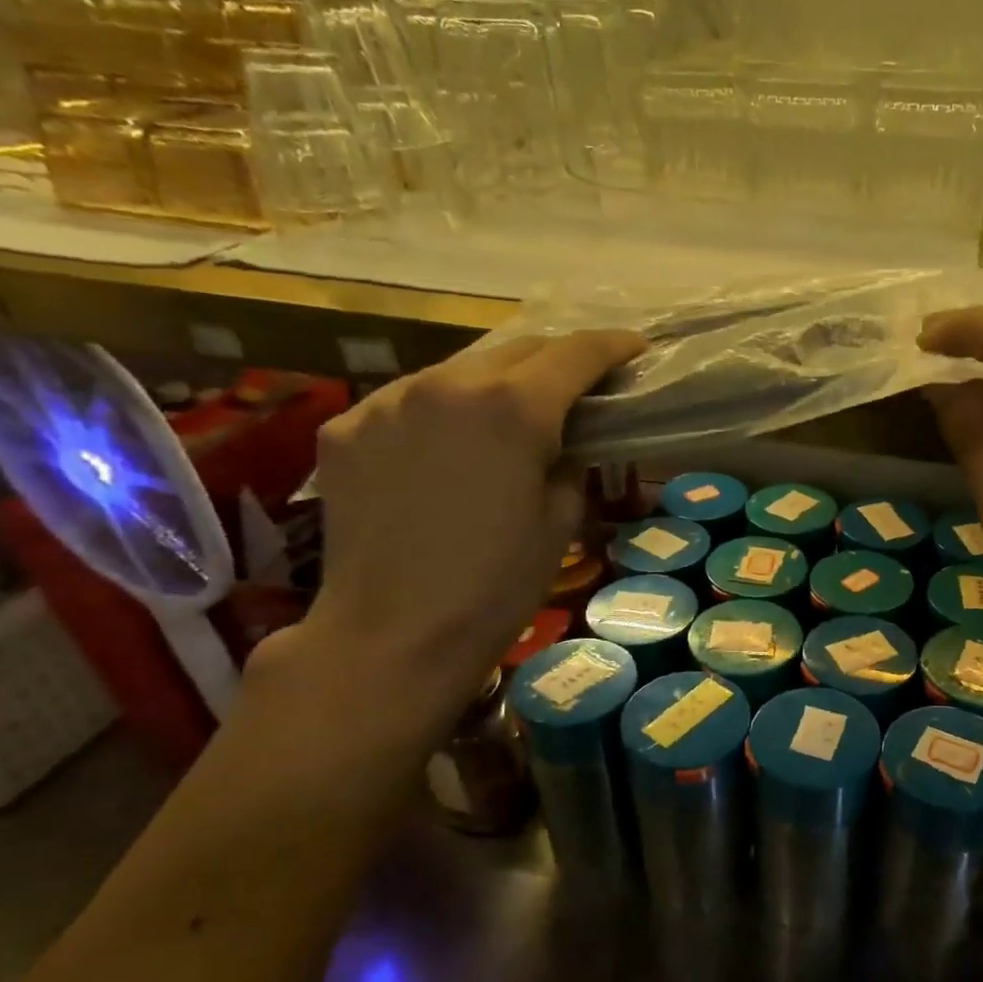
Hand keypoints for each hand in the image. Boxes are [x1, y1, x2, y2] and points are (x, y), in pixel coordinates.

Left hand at [284, 330, 643, 733]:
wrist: (392, 636)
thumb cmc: (496, 587)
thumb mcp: (561, 522)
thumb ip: (571, 461)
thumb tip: (566, 440)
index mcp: (513, 408)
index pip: (576, 353)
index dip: (613, 345)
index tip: (635, 348)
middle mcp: (448, 384)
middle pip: (517, 348)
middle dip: (556, 361)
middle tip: (579, 387)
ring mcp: (387, 401)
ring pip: (459, 369)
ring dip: (496, 383)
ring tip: (509, 418)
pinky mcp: (347, 427)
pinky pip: (408, 400)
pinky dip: (441, 411)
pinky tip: (446, 449)